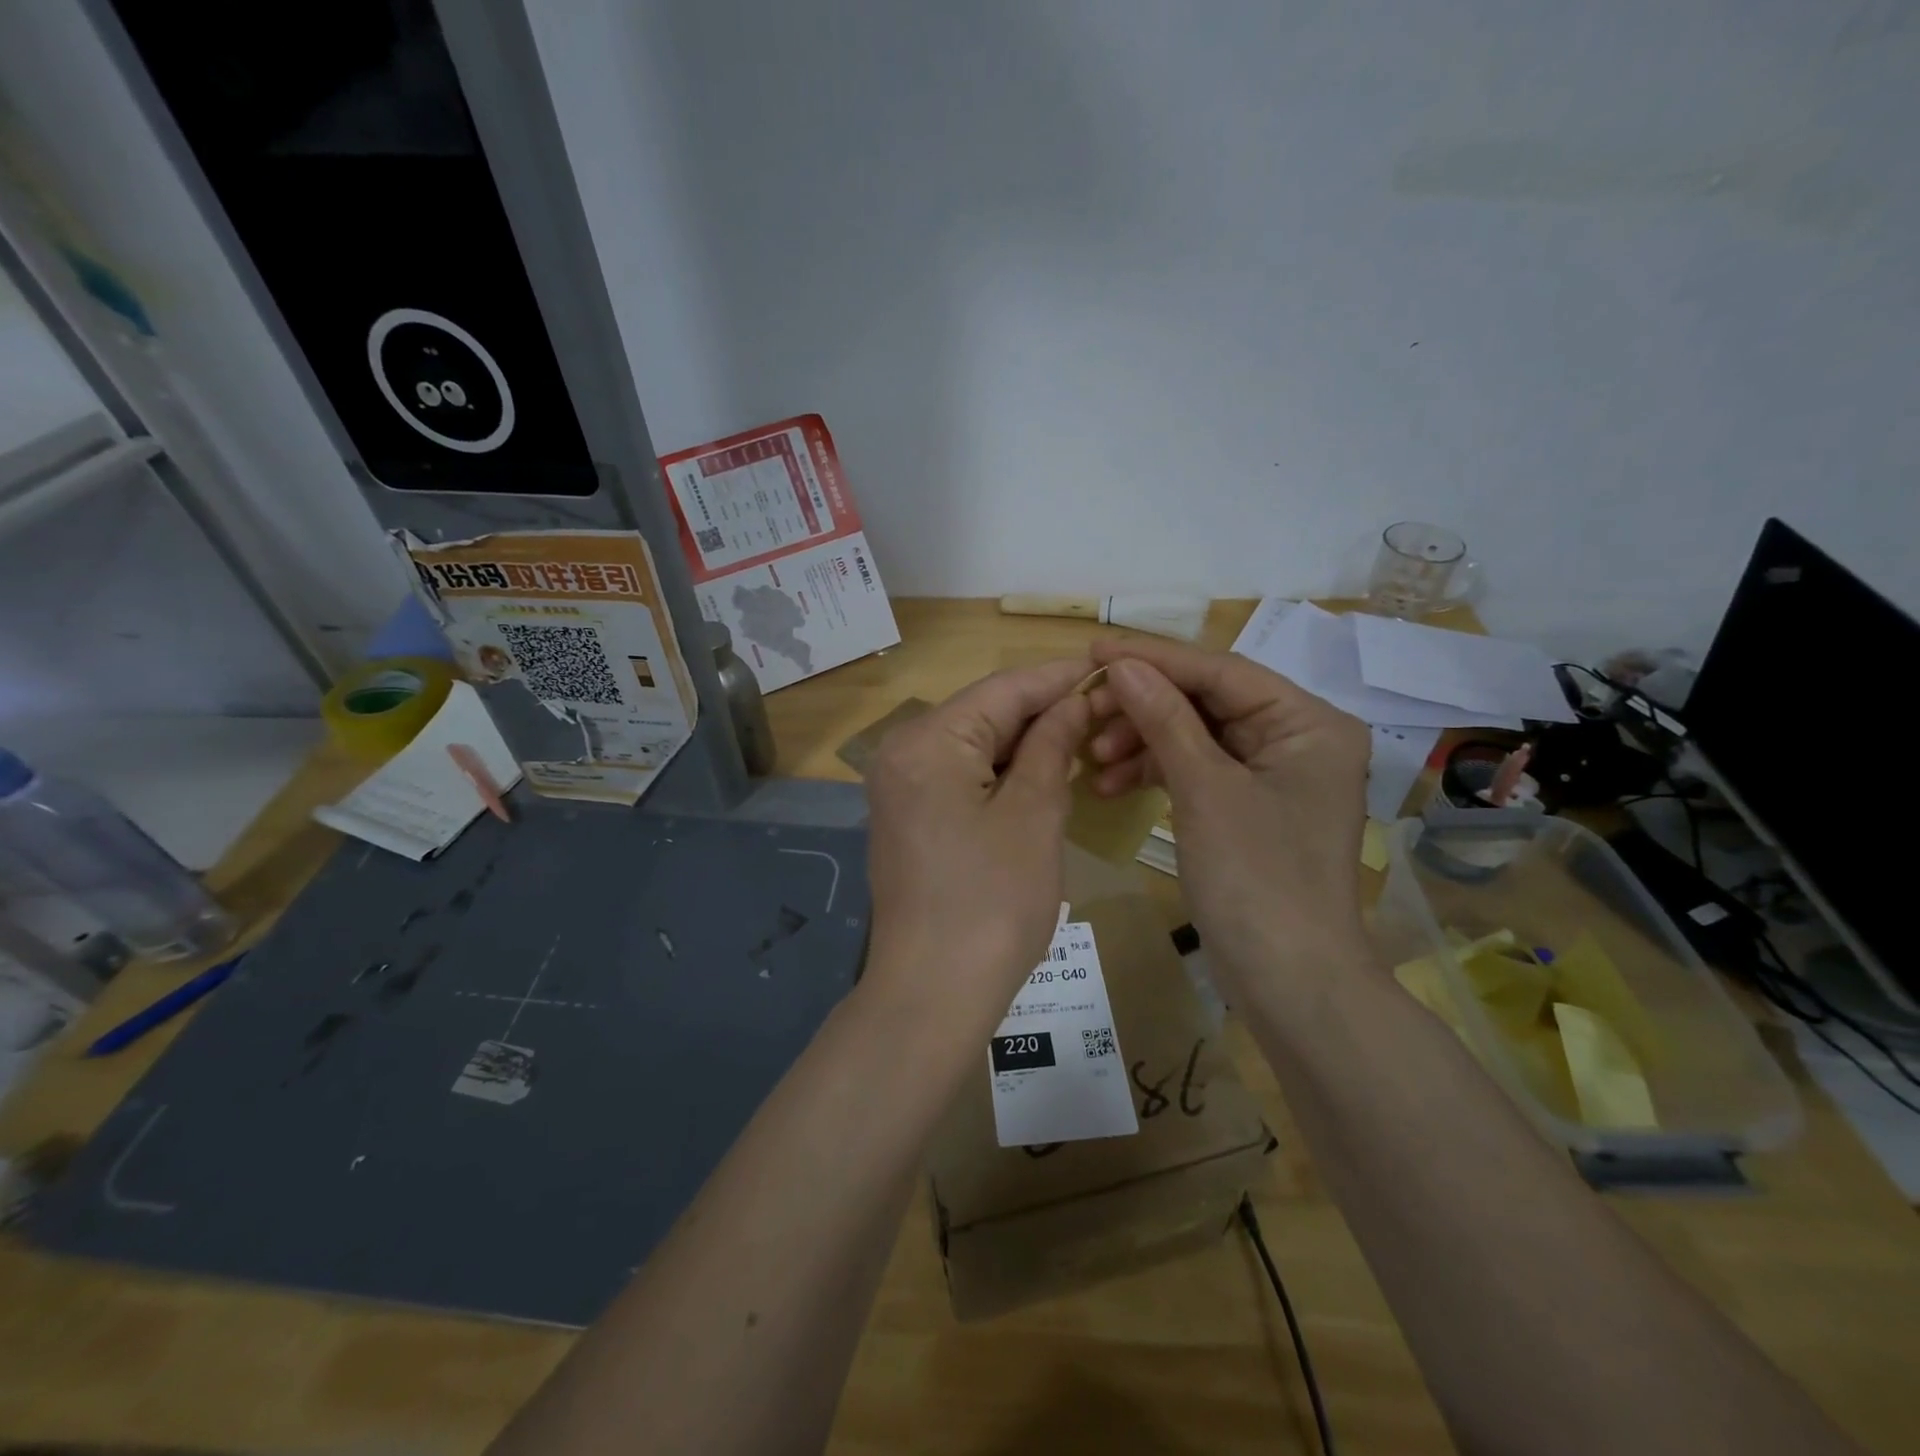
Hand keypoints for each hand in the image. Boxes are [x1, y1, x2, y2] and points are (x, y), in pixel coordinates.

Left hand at [863, 659, 1092, 1031]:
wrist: (933, 994)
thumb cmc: (992, 903)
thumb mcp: (1034, 815)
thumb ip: (1052, 746)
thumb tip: (1072, 702)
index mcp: (927, 741)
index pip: (1003, 689)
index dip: (1058, 678)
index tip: (1109, 669)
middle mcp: (903, 752)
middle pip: (984, 714)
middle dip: (1043, 711)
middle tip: (1105, 710)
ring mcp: (900, 787)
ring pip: (973, 745)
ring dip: (1025, 744)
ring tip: (1084, 740)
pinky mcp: (908, 817)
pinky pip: (960, 776)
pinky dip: (1001, 773)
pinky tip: (1042, 776)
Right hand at [1083, 637, 1372, 999]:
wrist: (1290, 983)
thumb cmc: (1257, 879)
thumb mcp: (1205, 791)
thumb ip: (1164, 719)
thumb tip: (1121, 664)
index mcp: (1308, 723)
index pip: (1221, 672)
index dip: (1154, 660)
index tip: (1094, 649)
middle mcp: (1297, 739)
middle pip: (1207, 703)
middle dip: (1143, 710)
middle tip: (1085, 713)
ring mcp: (1273, 775)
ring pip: (1196, 737)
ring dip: (1143, 744)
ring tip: (1091, 761)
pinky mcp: (1249, 806)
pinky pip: (1197, 771)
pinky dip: (1156, 774)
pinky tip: (1111, 786)